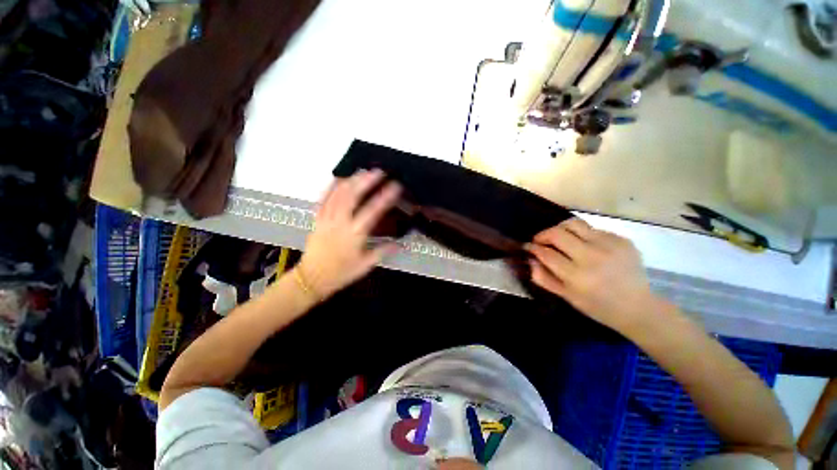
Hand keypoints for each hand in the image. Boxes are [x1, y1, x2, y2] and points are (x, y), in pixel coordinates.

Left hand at [297, 169, 400, 299]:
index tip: (395, 185)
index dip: (385, 197)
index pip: (372, 211)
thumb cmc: (341, 273)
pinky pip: (322, 199)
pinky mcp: (317, 219)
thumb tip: (401, 243)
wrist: (312, 278)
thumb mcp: (366, 265)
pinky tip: (338, 178)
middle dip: (366, 181)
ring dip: (351, 180)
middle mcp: (340, 223)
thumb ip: (383, 251)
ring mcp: (326, 219)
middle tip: (378, 171)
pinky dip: (330, 187)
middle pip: (352, 196)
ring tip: (362, 170)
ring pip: (337, 195)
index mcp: (355, 235)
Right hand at [525, 218, 665, 333]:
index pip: (546, 253)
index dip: (533, 248)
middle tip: (540, 241)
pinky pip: (592, 229)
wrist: (638, 307)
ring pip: (573, 224)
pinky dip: (581, 235)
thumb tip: (530, 259)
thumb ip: (543, 278)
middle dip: (543, 235)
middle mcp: (591, 256)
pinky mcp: (621, 239)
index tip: (527, 247)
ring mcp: (608, 245)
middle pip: (557, 233)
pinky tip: (584, 245)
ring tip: (558, 237)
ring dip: (559, 229)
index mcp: (577, 276)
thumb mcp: (566, 297)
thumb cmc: (598, 306)